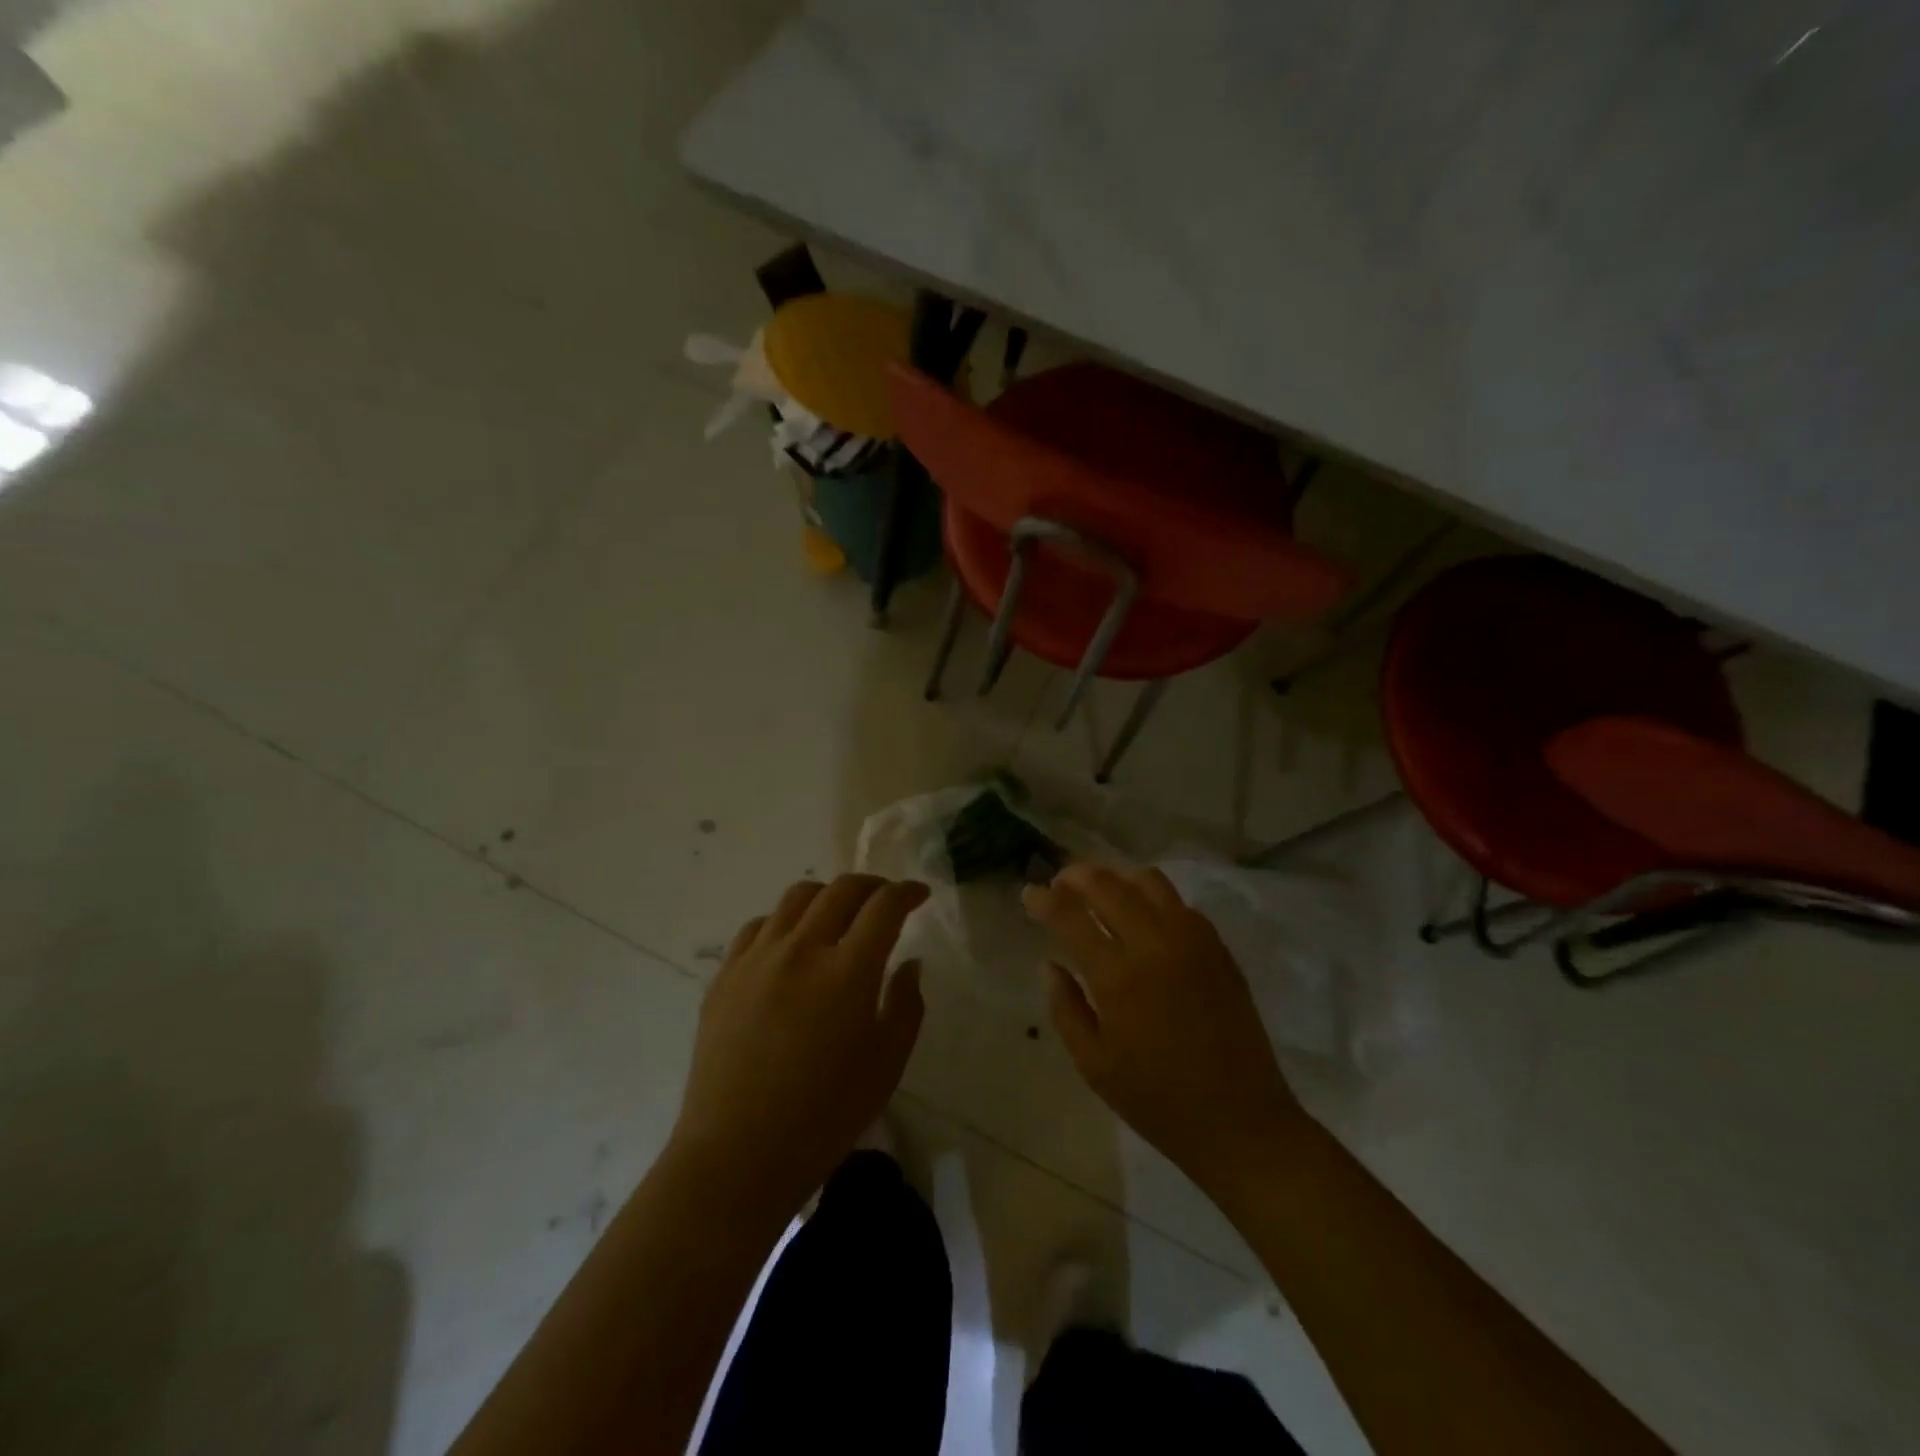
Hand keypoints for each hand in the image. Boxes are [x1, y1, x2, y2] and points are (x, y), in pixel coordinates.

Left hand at [670, 875, 928, 1216]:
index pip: (884, 906)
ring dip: (828, 896)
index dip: (907, 892)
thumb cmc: (824, 1117)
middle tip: (886, 900)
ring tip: (839, 916)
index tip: (919, 895)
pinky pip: (758, 925)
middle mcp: (802, 949)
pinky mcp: (725, 974)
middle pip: (841, 890)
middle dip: (873, 885)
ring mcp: (757, 958)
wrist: (737, 1156)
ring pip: (797, 897)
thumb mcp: (886, 1065)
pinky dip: (785, 921)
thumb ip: (906, 1005)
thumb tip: (910, 963)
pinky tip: (791, 944)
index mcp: (847, 972)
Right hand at [1024, 864, 1304, 1194]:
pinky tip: (1142, 914)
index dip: (1044, 899)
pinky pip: (1180, 903)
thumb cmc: (1158, 1101)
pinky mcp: (1218, 948)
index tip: (1029, 893)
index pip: (1071, 917)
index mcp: (1118, 978)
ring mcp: (1192, 942)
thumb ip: (1065, 1008)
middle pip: (1109, 886)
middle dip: (1077, 876)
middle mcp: (1154, 946)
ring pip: (1149, 882)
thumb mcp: (1094, 1065)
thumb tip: (1049, 964)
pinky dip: (1152, 896)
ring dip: (1116, 877)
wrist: (1241, 1121)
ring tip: (1100, 889)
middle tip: (1060, 882)